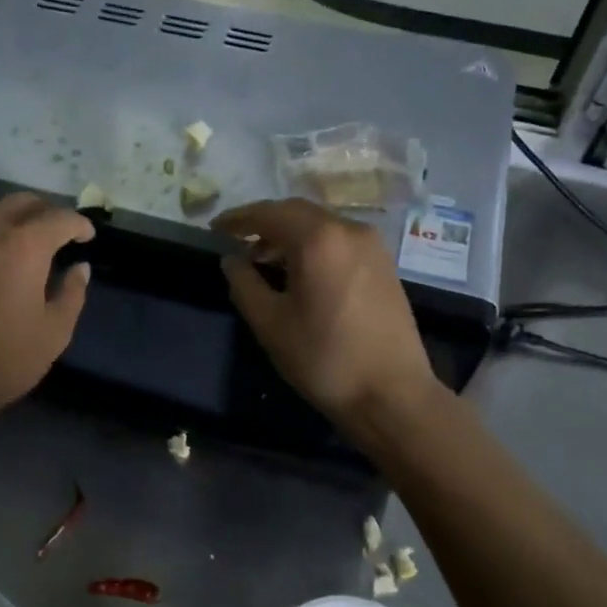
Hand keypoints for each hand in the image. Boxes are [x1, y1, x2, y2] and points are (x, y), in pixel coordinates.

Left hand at [0, 193, 93, 427]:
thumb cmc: (2, 361)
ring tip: (13, 237)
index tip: (86, 237)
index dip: (79, 224)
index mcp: (25, 246)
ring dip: (6, 216)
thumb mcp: (54, 334)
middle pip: (22, 202)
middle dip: (45, 212)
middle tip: (55, 233)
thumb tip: (80, 268)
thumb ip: (72, 294)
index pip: (61, 218)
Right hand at [213, 198, 442, 431]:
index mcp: (319, 239)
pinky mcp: (384, 265)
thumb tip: (231, 259)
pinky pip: (340, 241)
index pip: (269, 213)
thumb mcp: (271, 324)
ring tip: (264, 260)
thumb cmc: (324, 359)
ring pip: (321, 225)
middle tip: (237, 242)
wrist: (392, 394)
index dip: (238, 218)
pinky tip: (299, 272)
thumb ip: (244, 284)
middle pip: (298, 212)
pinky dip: (313, 246)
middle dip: (264, 223)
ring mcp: (373, 246)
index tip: (214, 229)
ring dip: (289, 235)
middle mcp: (349, 230)